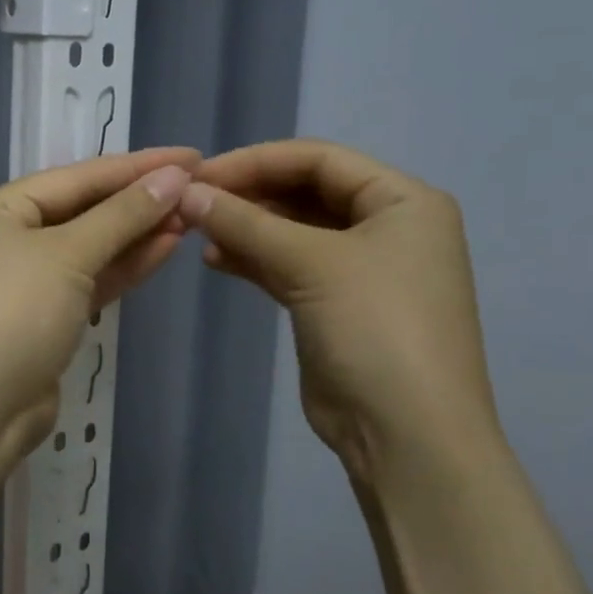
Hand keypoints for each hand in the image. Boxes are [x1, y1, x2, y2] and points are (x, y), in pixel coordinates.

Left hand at [0, 147, 199, 460]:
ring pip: (89, 248)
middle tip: (197, 188)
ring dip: (136, 233)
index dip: (136, 165)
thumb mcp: (68, 255)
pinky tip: (165, 248)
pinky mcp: (44, 320)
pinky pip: (89, 281)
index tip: (191, 157)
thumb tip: (173, 177)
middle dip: (138, 201)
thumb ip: (122, 216)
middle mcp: (7, 240)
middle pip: (82, 210)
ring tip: (190, 215)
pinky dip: (123, 267)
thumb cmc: (13, 314)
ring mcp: (25, 283)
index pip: (77, 177)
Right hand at [179, 139, 500, 480]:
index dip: (257, 161)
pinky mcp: (337, 305)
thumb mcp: (311, 264)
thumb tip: (187, 193)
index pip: (320, 160)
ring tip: (197, 232)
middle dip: (249, 195)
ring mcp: (363, 269)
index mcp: (403, 201)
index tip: (200, 174)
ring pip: (294, 231)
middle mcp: (388, 227)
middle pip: (306, 192)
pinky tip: (216, 260)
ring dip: (247, 228)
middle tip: (192, 203)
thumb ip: (246, 223)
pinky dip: (254, 259)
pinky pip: (290, 266)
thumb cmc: (374, 329)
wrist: (406, 434)